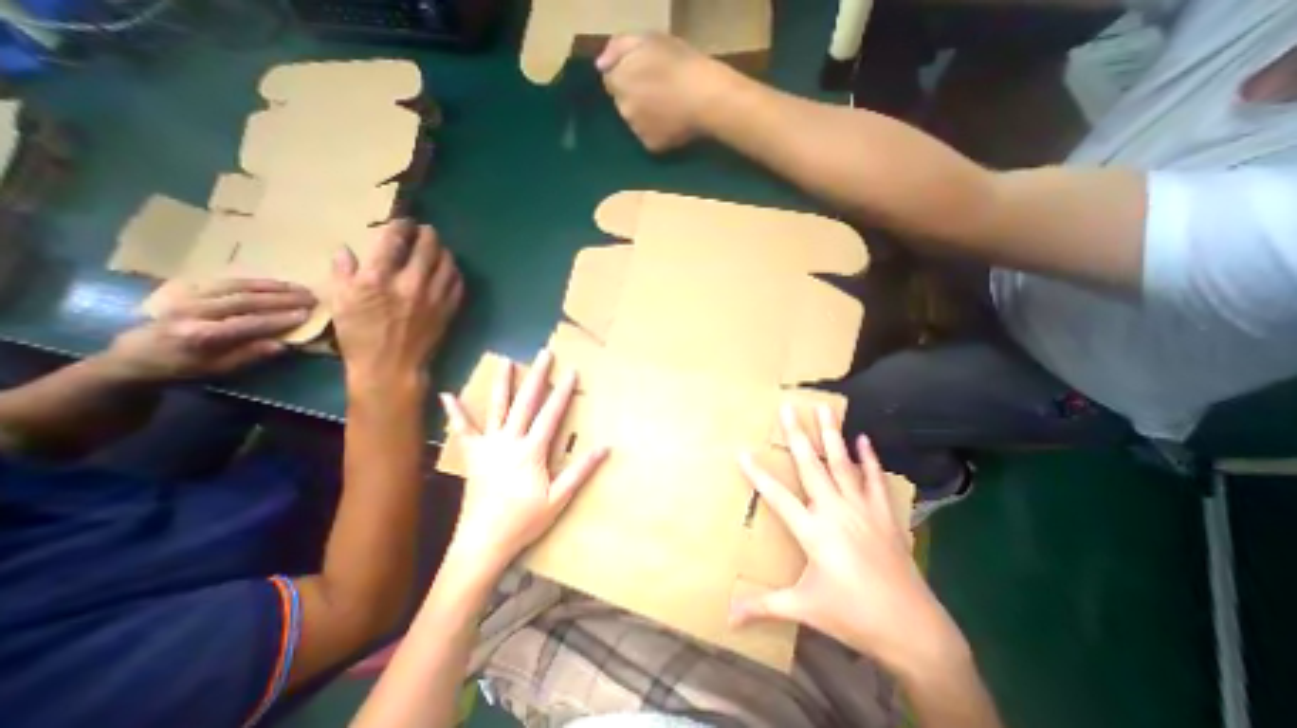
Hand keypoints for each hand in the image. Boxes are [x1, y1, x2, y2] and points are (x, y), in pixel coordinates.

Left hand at [106, 275, 314, 379]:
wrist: (133, 356)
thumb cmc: (183, 368)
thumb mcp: (217, 370)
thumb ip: (249, 356)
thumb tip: (282, 345)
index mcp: (200, 335)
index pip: (248, 323)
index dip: (280, 318)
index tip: (307, 314)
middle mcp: (193, 312)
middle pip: (245, 300)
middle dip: (282, 298)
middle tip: (311, 297)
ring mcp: (188, 297)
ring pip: (236, 286)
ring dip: (273, 286)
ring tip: (299, 287)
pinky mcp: (187, 290)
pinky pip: (225, 281)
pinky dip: (255, 281)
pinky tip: (275, 283)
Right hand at [330, 218, 463, 385]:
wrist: (393, 367)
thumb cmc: (360, 337)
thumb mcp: (339, 303)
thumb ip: (344, 273)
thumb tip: (346, 250)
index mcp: (378, 278)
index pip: (393, 240)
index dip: (400, 225)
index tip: (403, 222)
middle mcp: (410, 283)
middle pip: (427, 247)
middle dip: (427, 233)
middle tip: (425, 229)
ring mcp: (434, 296)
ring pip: (447, 263)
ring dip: (443, 250)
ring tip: (438, 247)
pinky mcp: (449, 309)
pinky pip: (458, 283)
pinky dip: (454, 272)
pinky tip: (450, 270)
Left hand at [441, 350, 607, 573]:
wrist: (483, 543)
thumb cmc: (524, 521)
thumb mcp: (559, 498)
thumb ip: (581, 471)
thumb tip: (605, 448)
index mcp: (531, 451)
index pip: (550, 415)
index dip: (562, 392)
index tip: (571, 371)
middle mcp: (509, 441)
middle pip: (525, 403)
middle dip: (537, 376)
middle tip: (544, 354)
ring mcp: (489, 446)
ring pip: (496, 408)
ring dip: (502, 383)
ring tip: (505, 360)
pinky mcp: (473, 455)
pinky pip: (463, 430)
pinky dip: (455, 413)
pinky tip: (447, 395)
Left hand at [596, 34, 727, 152]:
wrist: (705, 99)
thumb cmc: (680, 64)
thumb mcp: (649, 40)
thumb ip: (618, 48)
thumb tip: (600, 65)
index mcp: (620, 81)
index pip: (611, 79)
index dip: (627, 74)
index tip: (644, 72)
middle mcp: (623, 109)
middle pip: (622, 102)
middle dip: (634, 95)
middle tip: (657, 89)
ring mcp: (637, 131)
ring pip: (635, 121)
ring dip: (644, 114)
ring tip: (666, 107)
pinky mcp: (651, 146)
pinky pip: (649, 137)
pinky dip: (656, 132)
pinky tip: (671, 124)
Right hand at [727, 402, 959, 675]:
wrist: (914, 631)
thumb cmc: (852, 616)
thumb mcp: (803, 609)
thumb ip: (764, 606)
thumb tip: (728, 616)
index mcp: (813, 531)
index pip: (777, 496)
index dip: (757, 474)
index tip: (742, 451)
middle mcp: (835, 511)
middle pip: (811, 465)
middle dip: (797, 434)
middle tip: (788, 407)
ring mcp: (862, 509)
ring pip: (842, 464)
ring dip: (831, 435)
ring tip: (825, 408)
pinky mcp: (884, 515)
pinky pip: (875, 480)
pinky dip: (869, 459)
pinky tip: (865, 439)